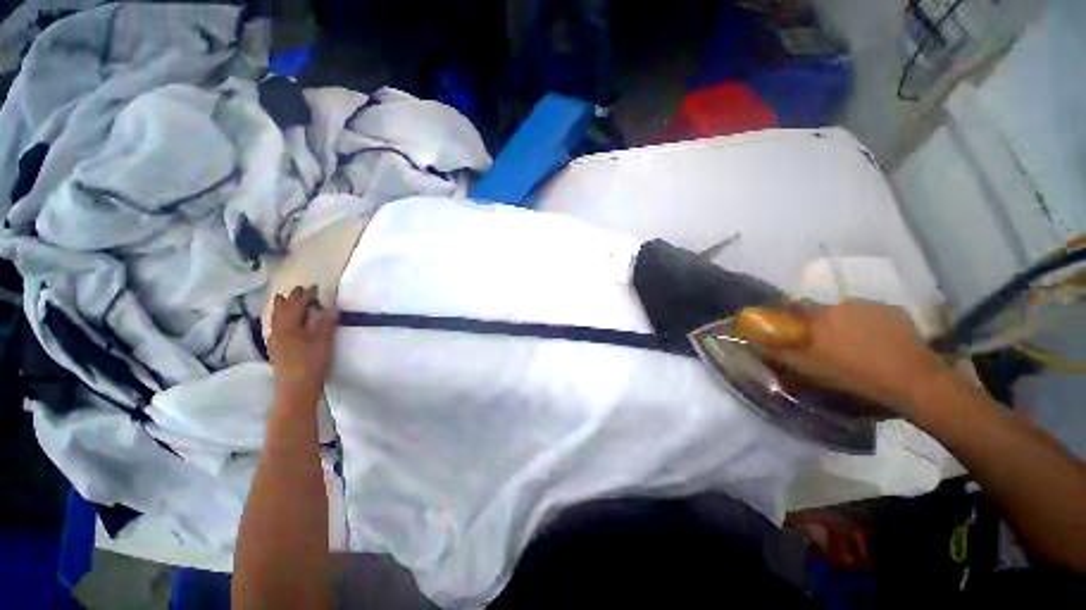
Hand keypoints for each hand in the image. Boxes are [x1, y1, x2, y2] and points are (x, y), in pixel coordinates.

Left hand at [268, 285, 337, 397]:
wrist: (296, 390)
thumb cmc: (311, 364)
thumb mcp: (323, 342)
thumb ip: (325, 323)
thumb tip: (330, 307)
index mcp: (290, 327)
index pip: (297, 306)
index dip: (306, 295)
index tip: (314, 286)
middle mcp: (278, 331)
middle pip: (283, 310)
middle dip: (291, 299)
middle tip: (298, 289)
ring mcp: (275, 341)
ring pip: (275, 319)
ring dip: (280, 307)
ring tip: (281, 298)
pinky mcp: (276, 350)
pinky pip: (274, 327)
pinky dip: (278, 318)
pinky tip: (279, 322)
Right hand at [744, 300, 948, 417]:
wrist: (914, 382)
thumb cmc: (855, 378)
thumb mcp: (808, 370)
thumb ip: (779, 352)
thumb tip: (754, 340)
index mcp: (817, 319)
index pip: (791, 308)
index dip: (789, 318)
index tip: (792, 332)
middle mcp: (838, 306)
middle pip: (819, 310)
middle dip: (818, 323)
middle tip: (826, 344)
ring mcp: (868, 306)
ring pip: (845, 312)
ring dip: (843, 324)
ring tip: (855, 346)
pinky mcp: (892, 311)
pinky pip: (870, 314)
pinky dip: (867, 325)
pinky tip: (877, 344)